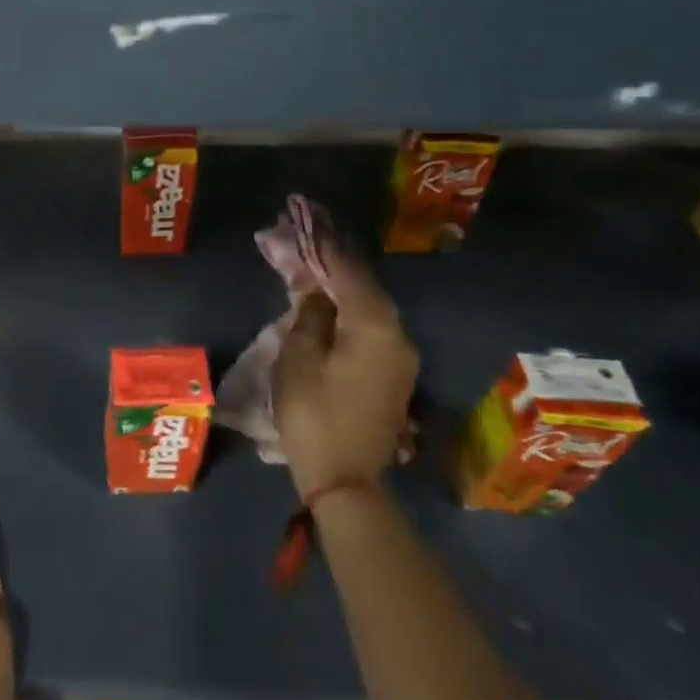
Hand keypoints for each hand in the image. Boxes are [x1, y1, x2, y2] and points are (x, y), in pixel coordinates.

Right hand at [271, 248, 418, 497]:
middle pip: (364, 288)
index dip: (325, 247)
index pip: (349, 273)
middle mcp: (398, 337)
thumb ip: (310, 315)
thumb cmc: (314, 414)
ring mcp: (401, 359)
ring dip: (342, 288)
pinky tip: (328, 308)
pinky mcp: (394, 377)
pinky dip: (350, 312)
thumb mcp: (298, 358)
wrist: (345, 479)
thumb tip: (317, 292)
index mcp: (375, 327)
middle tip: (305, 243)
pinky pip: (372, 329)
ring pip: (370, 309)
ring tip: (312, 270)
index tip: (306, 219)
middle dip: (334, 264)